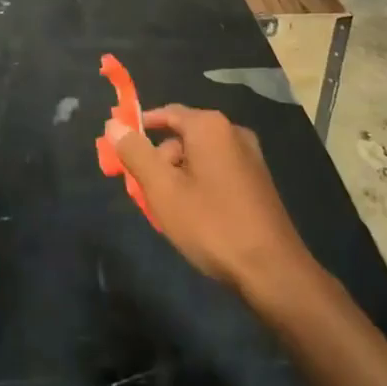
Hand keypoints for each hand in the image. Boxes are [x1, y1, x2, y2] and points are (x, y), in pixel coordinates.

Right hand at [108, 105, 315, 301]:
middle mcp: (232, 132)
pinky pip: (216, 172)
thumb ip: (136, 153)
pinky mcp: (258, 182)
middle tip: (142, 191)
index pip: (166, 113)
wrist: (273, 271)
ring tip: (165, 211)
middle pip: (182, 137)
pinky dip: (197, 186)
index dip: (139, 129)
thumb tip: (114, 124)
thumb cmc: (212, 224)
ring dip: (177, 177)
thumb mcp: (163, 189)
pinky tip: (192, 218)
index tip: (119, 149)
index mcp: (210, 126)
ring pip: (198, 158)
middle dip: (158, 161)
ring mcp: (249, 158)